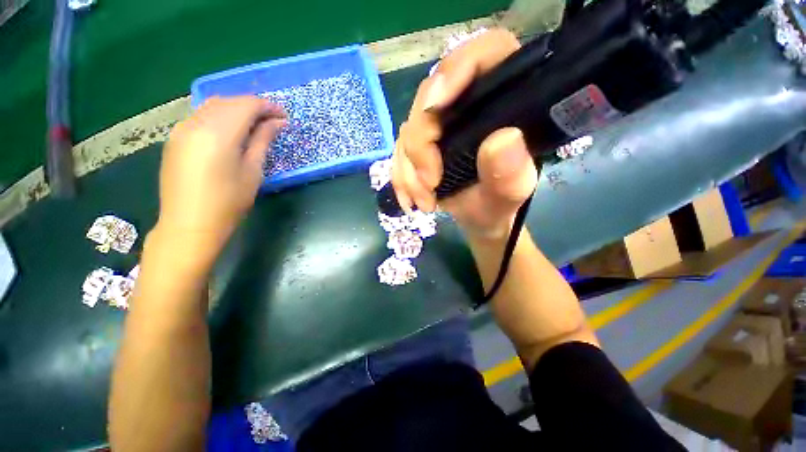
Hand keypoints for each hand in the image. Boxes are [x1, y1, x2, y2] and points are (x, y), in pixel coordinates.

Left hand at [154, 96, 286, 267]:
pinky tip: (232, 131)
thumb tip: (278, 123)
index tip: (284, 116)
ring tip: (255, 125)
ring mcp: (182, 129)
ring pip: (214, 105)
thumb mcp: (253, 171)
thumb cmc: (229, 201)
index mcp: (219, 133)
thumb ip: (263, 141)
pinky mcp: (175, 137)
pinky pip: (201, 116)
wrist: (189, 224)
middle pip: (230, 101)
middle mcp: (196, 123)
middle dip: (254, 106)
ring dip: (237, 109)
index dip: (268, 107)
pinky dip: (221, 116)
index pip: (247, 105)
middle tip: (274, 121)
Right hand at [391, 29, 538, 239]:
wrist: (479, 217)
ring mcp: (441, 124)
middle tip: (429, 183)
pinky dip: (401, 177)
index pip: (484, 54)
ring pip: (409, 129)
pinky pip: (398, 151)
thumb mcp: (510, 193)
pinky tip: (410, 200)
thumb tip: (503, 139)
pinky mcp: (422, 143)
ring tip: (424, 202)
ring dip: (409, 170)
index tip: (435, 107)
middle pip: (430, 97)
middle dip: (421, 145)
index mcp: (503, 100)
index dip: (457, 69)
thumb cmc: (498, 202)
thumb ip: (512, 171)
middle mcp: (467, 103)